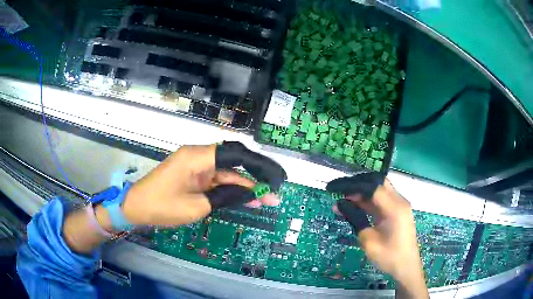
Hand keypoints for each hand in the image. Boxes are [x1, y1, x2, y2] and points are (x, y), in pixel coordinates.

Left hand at [121, 142, 286, 226]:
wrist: (136, 207)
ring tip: (267, 200)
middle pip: (234, 164)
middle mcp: (199, 157)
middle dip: (255, 179)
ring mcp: (197, 167)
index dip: (259, 165)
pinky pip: (217, 181)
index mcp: (198, 157)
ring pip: (227, 174)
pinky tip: (248, 200)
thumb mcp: (197, 206)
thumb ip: (225, 197)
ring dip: (245, 188)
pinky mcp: (194, 177)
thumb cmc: (162, 206)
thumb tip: (250, 195)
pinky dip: (231, 191)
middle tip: (275, 193)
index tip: (275, 177)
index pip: (236, 154)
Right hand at [327, 173, 427, 298]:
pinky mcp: (397, 212)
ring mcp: (399, 205)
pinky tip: (354, 206)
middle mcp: (399, 201)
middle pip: (376, 182)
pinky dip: (367, 201)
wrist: (406, 267)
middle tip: (338, 191)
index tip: (333, 189)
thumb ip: (356, 219)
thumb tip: (339, 204)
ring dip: (361, 193)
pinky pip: (381, 200)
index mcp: (394, 207)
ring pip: (378, 190)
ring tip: (342, 200)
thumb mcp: (368, 240)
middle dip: (356, 184)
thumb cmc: (389, 257)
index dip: (351, 185)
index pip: (371, 186)